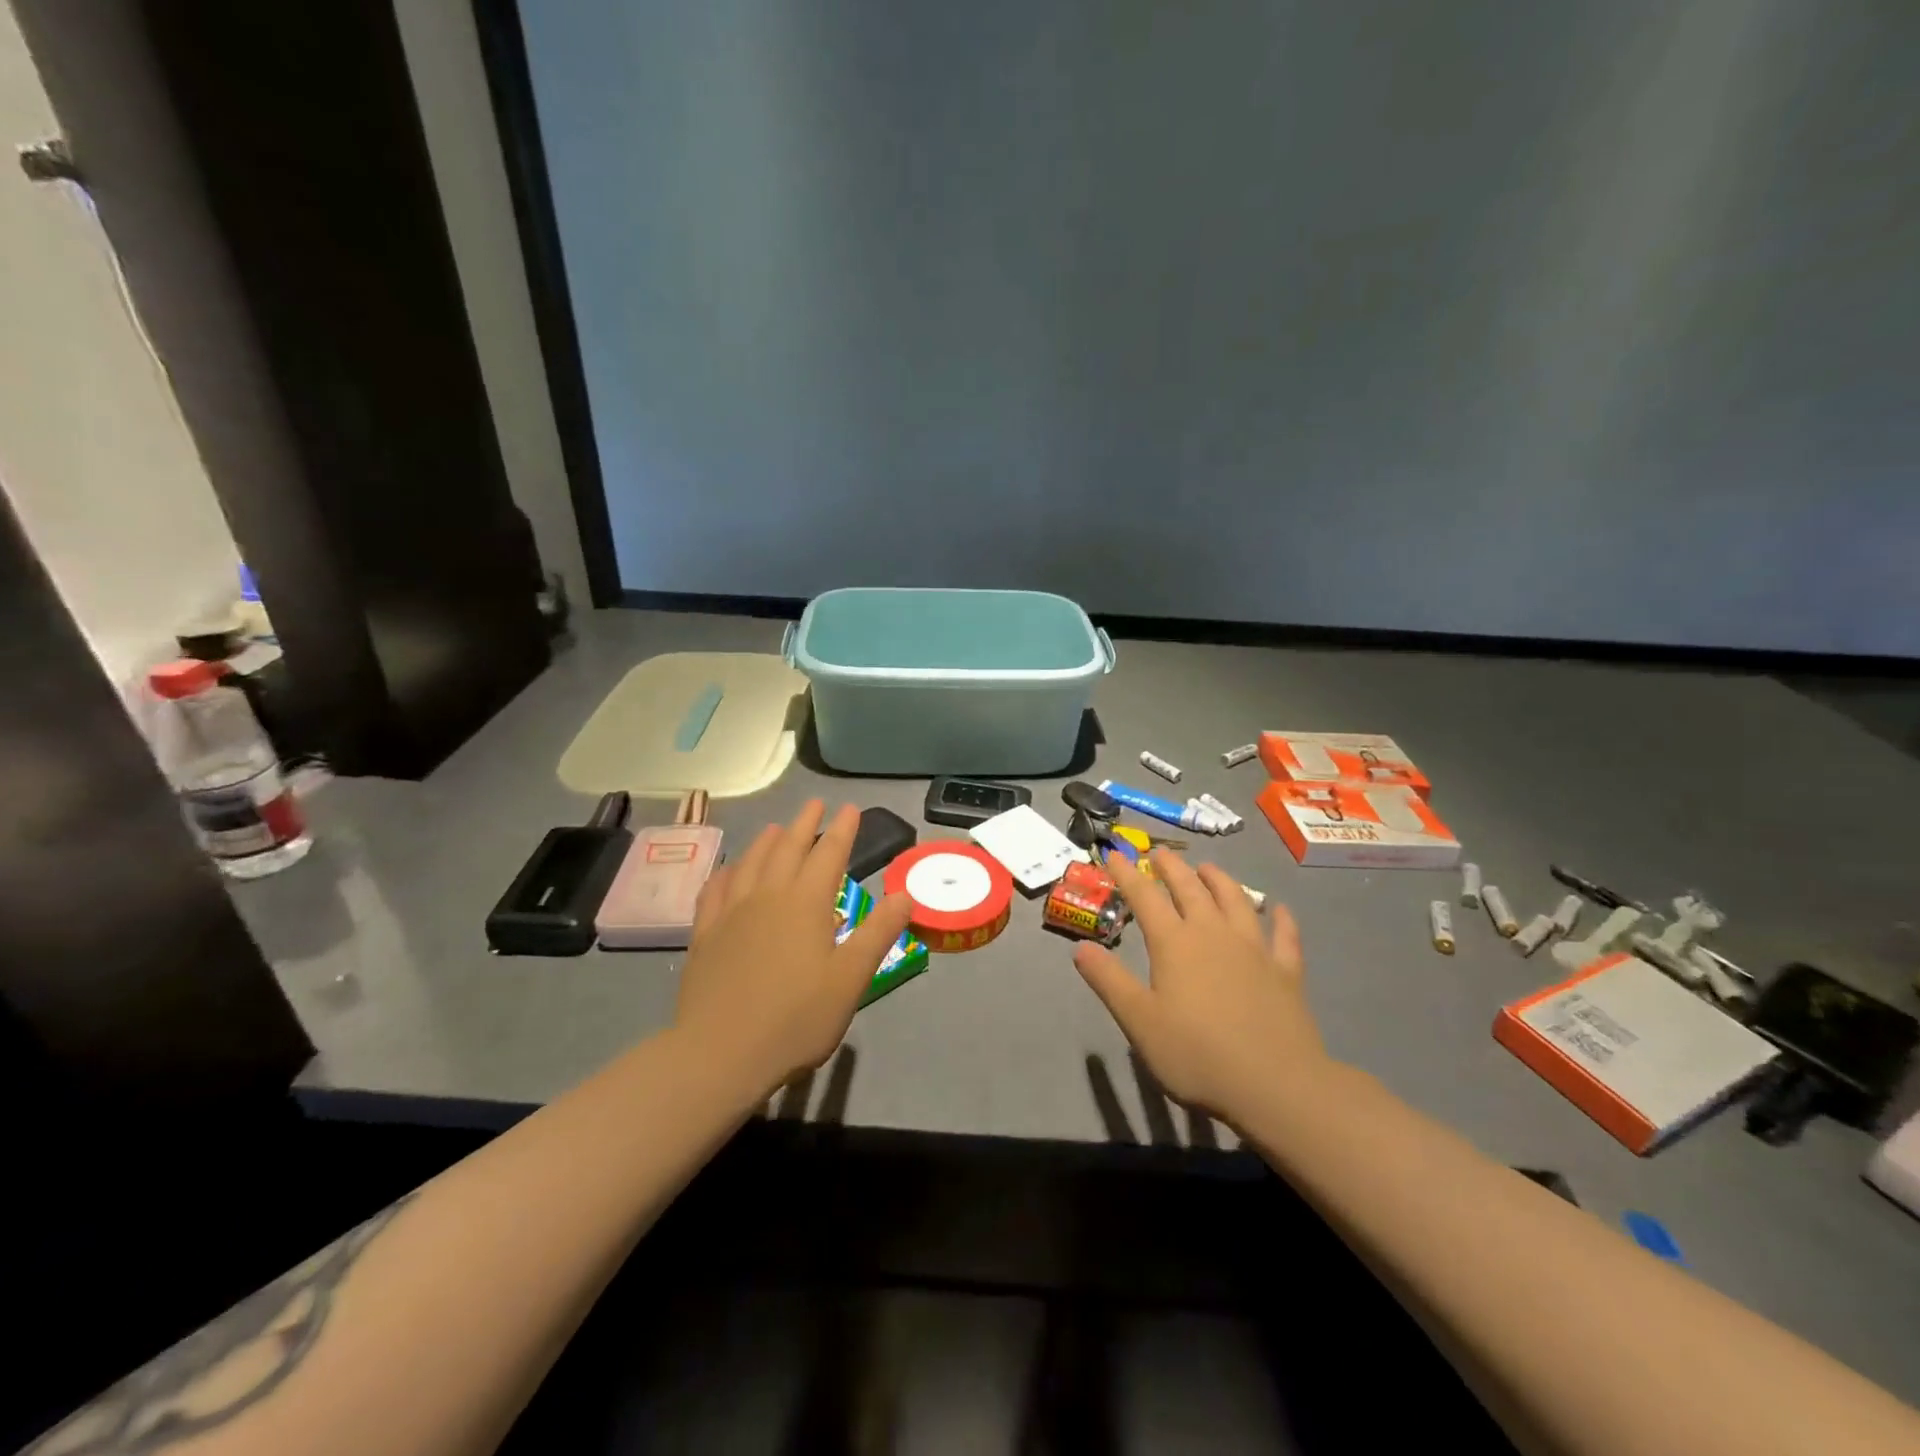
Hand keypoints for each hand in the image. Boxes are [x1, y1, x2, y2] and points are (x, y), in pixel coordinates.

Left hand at [674, 801, 913, 1095]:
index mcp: (806, 903)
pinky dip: (727, 871)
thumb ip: (878, 933)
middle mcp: (768, 896)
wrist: (720, 1053)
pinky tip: (730, 870)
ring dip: (767, 841)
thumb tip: (905, 894)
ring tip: (777, 828)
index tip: (850, 808)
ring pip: (751, 862)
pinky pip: (716, 889)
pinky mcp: (705, 934)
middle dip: (805, 824)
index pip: (829, 854)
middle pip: (788, 849)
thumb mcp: (851, 979)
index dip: (842, 829)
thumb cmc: (796, 1019)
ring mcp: (732, 913)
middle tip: (815, 804)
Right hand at [1073, 850, 1332, 1121]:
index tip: (1113, 854)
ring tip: (1208, 868)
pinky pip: (1284, 936)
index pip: (1145, 897)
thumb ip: (1109, 981)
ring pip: (1236, 901)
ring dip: (1220, 880)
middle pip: (1191, 889)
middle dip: (1172, 868)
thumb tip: (1081, 948)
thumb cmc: (1197, 1054)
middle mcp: (1214, 934)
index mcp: (1175, 943)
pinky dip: (1281, 918)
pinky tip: (1280, 909)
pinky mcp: (1286, 972)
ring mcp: (1255, 949)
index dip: (1127, 874)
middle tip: (1160, 853)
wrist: (1276, 1085)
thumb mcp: (1139, 1021)